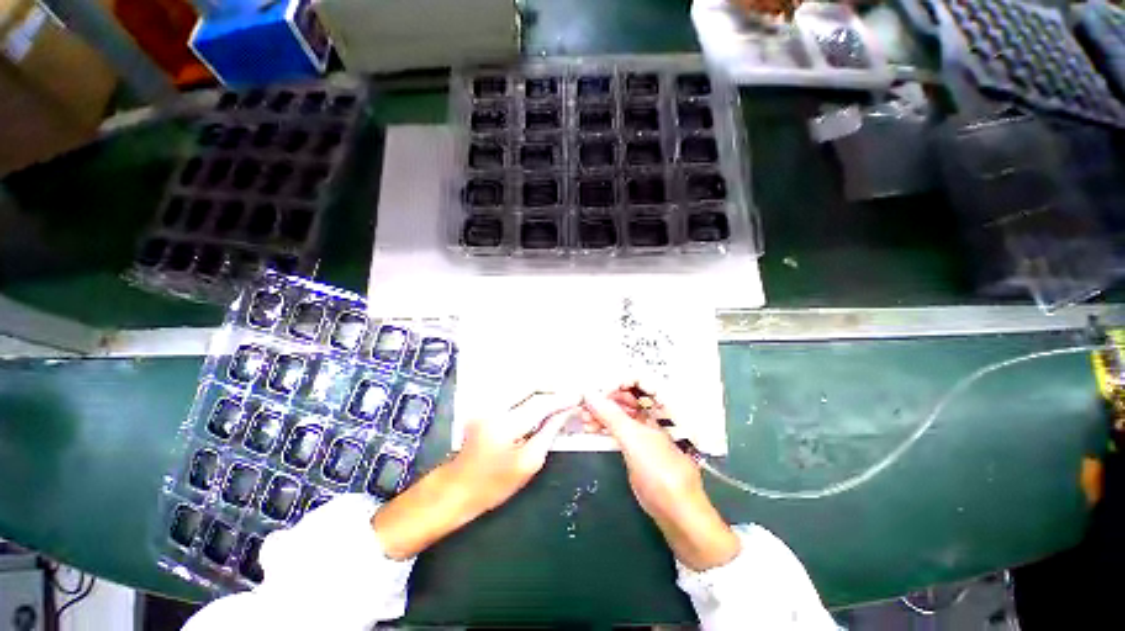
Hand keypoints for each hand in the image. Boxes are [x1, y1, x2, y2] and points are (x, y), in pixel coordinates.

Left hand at [450, 392, 576, 512]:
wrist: (458, 487)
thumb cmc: (495, 484)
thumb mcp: (528, 464)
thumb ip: (549, 433)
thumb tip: (565, 412)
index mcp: (505, 426)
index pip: (540, 404)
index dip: (562, 399)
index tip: (579, 396)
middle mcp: (494, 407)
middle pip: (529, 385)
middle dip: (552, 386)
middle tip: (570, 392)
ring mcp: (486, 403)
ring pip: (521, 385)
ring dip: (541, 388)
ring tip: (558, 395)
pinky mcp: (484, 404)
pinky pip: (512, 391)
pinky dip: (529, 392)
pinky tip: (539, 399)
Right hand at [584, 386, 739, 570]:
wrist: (677, 514)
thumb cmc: (661, 472)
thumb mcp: (634, 440)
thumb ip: (611, 415)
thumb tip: (589, 394)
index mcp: (662, 406)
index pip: (637, 381)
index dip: (615, 383)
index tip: (595, 391)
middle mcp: (654, 413)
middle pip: (627, 396)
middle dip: (605, 399)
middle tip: (584, 405)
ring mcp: (646, 429)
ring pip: (621, 412)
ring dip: (602, 413)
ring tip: (583, 418)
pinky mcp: (637, 445)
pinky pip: (619, 428)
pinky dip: (604, 426)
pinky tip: (590, 428)